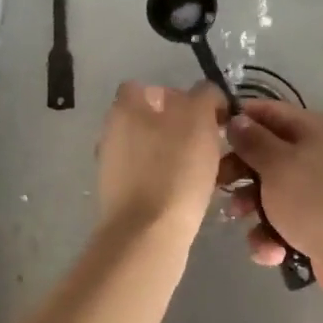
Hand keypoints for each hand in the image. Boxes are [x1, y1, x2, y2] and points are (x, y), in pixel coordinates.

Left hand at [96, 81, 227, 236]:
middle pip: (150, 120)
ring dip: (178, 156)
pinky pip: (151, 178)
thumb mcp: (199, 118)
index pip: (147, 87)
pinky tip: (193, 194)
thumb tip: (207, 95)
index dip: (177, 95)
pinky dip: (170, 181)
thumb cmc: (174, 168)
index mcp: (124, 108)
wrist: (148, 234)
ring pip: (153, 150)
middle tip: (211, 142)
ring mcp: (112, 167)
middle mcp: (112, 132)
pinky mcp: (120, 197)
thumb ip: (205, 96)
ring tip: (209, 170)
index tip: (204, 112)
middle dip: (181, 128)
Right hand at [219, 101, 322, 319]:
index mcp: (318, 130)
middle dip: (242, 171)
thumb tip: (238, 119)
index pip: (272, 112)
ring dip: (254, 207)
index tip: (212, 133)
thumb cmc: (316, 199)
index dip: (241, 119)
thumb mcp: (277, 163)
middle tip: (219, 183)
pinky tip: (270, 251)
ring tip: (241, 220)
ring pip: (276, 193)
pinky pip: (288, 224)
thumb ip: (253, 140)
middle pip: (271, 155)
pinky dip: (274, 236)